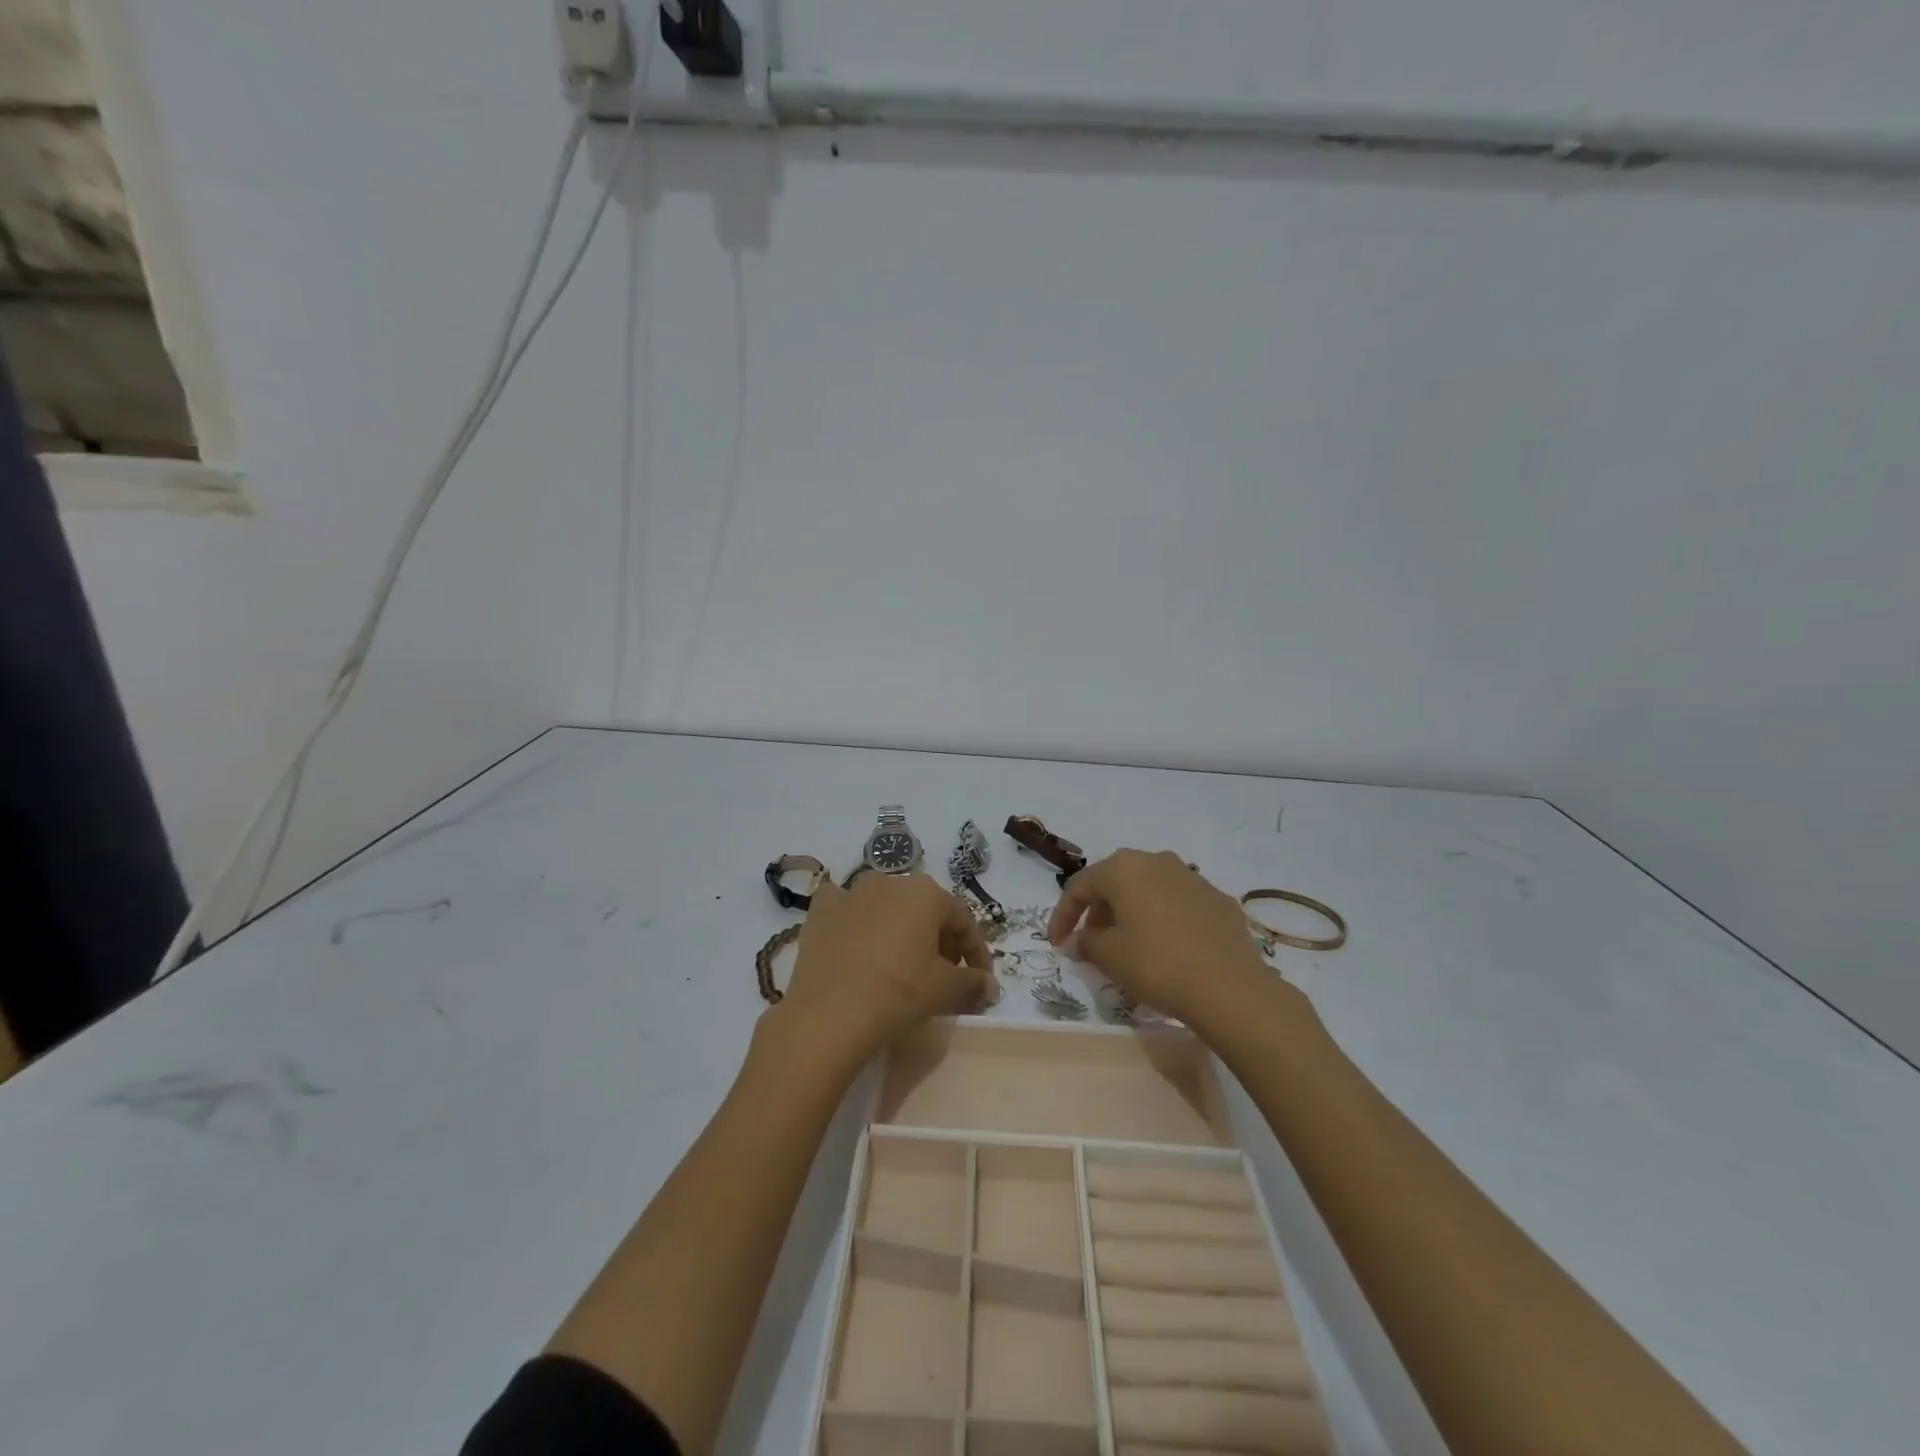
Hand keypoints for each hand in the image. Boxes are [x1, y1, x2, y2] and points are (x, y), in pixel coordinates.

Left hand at [775, 871, 998, 1068]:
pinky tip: (856, 946)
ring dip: (899, 931)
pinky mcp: (821, 911)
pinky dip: (855, 924)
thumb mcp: (945, 990)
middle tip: (943, 974)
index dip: (976, 951)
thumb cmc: (898, 993)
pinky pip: (846, 911)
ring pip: (886, 908)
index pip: (962, 920)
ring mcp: (850, 892)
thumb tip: (989, 986)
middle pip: (924, 911)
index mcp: (925, 892)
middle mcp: (889, 881)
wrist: (829, 1013)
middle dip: (939, 940)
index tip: (980, 980)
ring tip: (901, 965)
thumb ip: (973, 983)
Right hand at [1048, 849, 1273, 1030]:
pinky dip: (1163, 920)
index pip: (1080, 886)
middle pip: (1115, 882)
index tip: (1057, 944)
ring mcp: (1192, 877)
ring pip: (1149, 889)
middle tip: (1090, 942)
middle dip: (1098, 911)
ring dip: (1131, 913)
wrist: (1230, 988)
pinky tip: (1166, 948)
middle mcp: (1157, 861)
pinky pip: (1178, 904)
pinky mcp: (1218, 899)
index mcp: (1124, 868)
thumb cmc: (1157, 965)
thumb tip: (1079, 940)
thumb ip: (1086, 942)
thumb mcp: (1110, 957)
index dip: (1063, 915)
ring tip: (1127, 945)